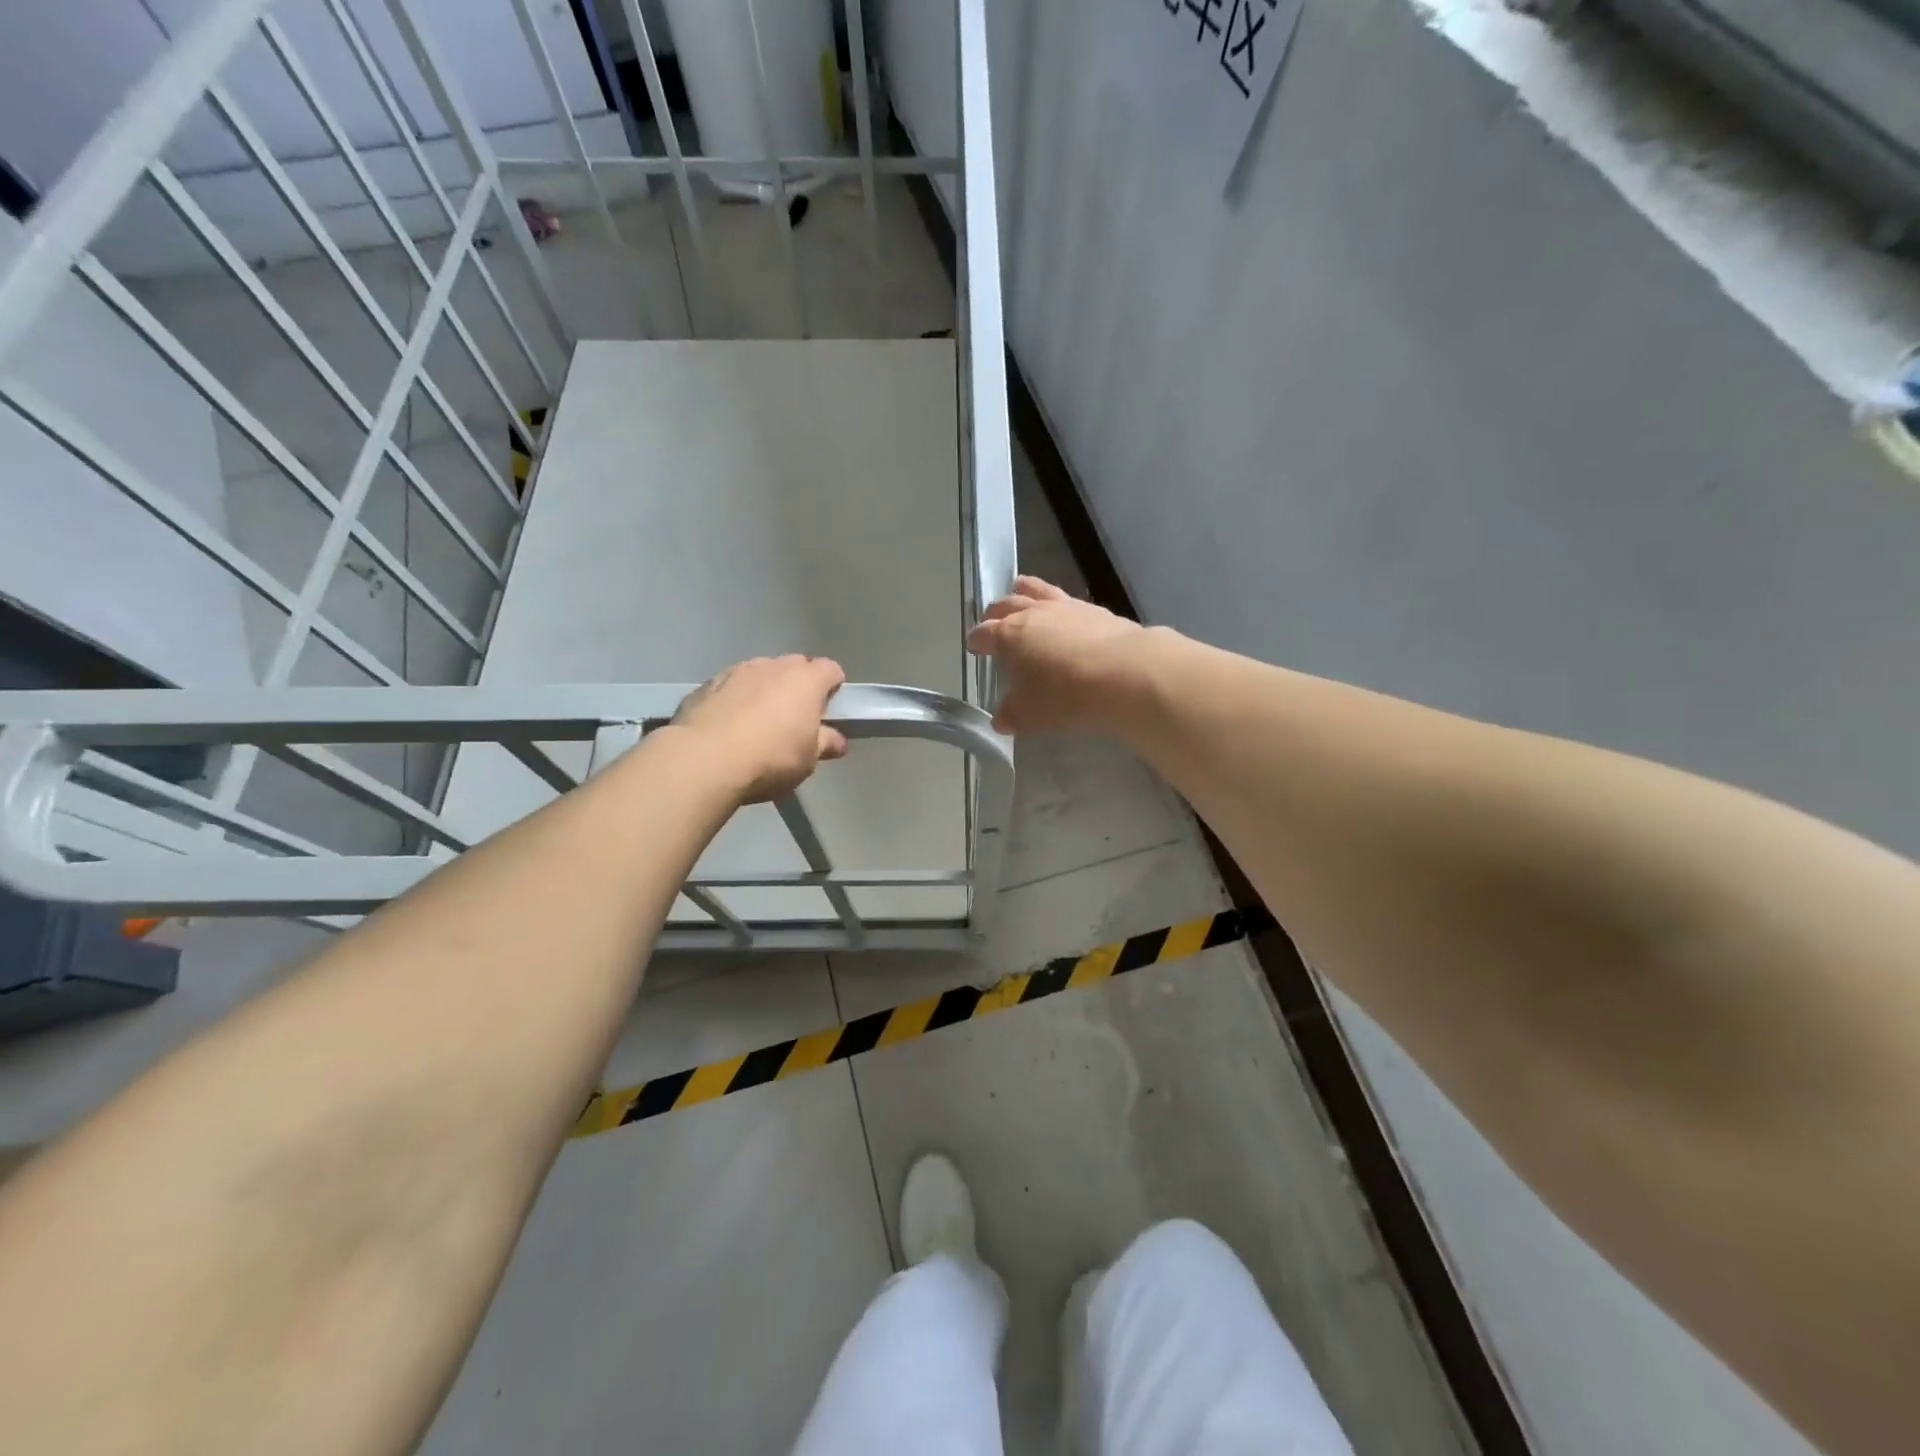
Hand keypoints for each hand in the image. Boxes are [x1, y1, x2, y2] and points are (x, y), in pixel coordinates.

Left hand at [671, 655, 848, 802]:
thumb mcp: (808, 759)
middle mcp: (772, 666)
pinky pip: (730, 686)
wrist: (704, 760)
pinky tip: (728, 725)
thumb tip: (838, 741)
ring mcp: (736, 671)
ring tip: (757, 721)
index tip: (829, 710)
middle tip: (795, 717)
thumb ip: (825, 743)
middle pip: (795, 666)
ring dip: (764, 689)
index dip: (833, 687)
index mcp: (805, 680)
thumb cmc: (771, 758)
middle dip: (798, 685)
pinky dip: (735, 699)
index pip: (830, 670)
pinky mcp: (706, 684)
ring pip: (760, 673)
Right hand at [966, 577, 1149, 733]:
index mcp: (1009, 635)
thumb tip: (1001, 719)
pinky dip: (1059, 605)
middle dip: (996, 612)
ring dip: (1025, 591)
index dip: (977, 640)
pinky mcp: (1096, 610)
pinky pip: (1068, 600)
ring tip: (1021, 590)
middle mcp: (1034, 614)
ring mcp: (1066, 608)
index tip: (974, 645)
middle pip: (1008, 604)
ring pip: (1038, 590)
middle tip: (992, 618)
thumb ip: (1013, 714)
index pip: (985, 633)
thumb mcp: (1031, 713)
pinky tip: (1065, 615)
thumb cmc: (1065, 694)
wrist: (1124, 673)